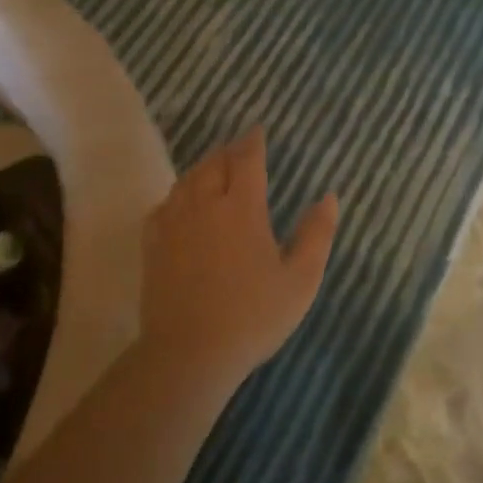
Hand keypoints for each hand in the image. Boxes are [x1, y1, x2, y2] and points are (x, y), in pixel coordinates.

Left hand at [140, 127, 339, 381]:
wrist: (189, 353)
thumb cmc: (253, 316)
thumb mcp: (300, 280)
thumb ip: (317, 235)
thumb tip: (328, 197)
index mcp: (242, 208)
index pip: (247, 160)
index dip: (253, 141)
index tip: (258, 130)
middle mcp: (205, 205)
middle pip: (214, 163)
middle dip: (228, 150)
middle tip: (239, 147)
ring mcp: (174, 224)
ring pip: (187, 180)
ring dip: (203, 167)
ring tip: (213, 167)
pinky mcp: (153, 245)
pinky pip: (164, 205)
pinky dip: (177, 194)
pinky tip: (180, 202)